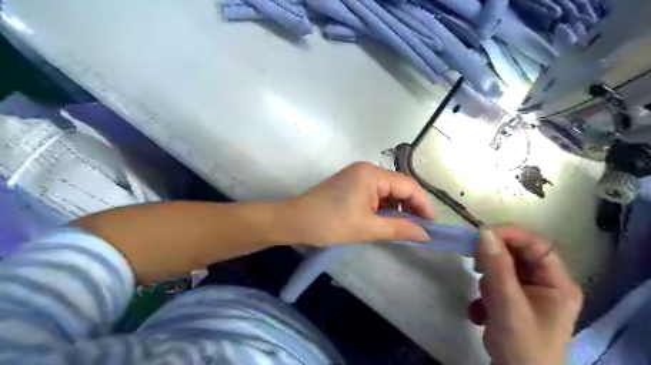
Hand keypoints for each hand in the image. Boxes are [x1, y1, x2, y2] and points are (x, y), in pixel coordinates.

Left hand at [285, 161, 433, 245]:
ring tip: (402, 228)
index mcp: (372, 174)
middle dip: (410, 207)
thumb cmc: (330, 223)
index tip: (431, 226)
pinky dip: (383, 206)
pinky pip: (375, 193)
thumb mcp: (367, 228)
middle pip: (398, 186)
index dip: (423, 205)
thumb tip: (425, 234)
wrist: (294, 221)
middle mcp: (367, 169)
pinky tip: (385, 220)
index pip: (408, 185)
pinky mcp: (350, 183)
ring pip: (387, 190)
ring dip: (397, 208)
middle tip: (418, 229)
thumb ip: (399, 229)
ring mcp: (357, 175)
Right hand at [468, 227, 578, 363]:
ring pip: (503, 268)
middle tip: (475, 264)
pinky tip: (480, 311)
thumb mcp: (508, 305)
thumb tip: (484, 232)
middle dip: (494, 260)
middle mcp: (546, 284)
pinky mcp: (513, 301)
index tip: (481, 234)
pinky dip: (484, 293)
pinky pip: (495, 283)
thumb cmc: (522, 345)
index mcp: (558, 283)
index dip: (510, 235)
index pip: (537, 245)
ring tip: (483, 298)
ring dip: (487, 280)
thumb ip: (497, 267)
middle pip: (518, 255)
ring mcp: (529, 293)